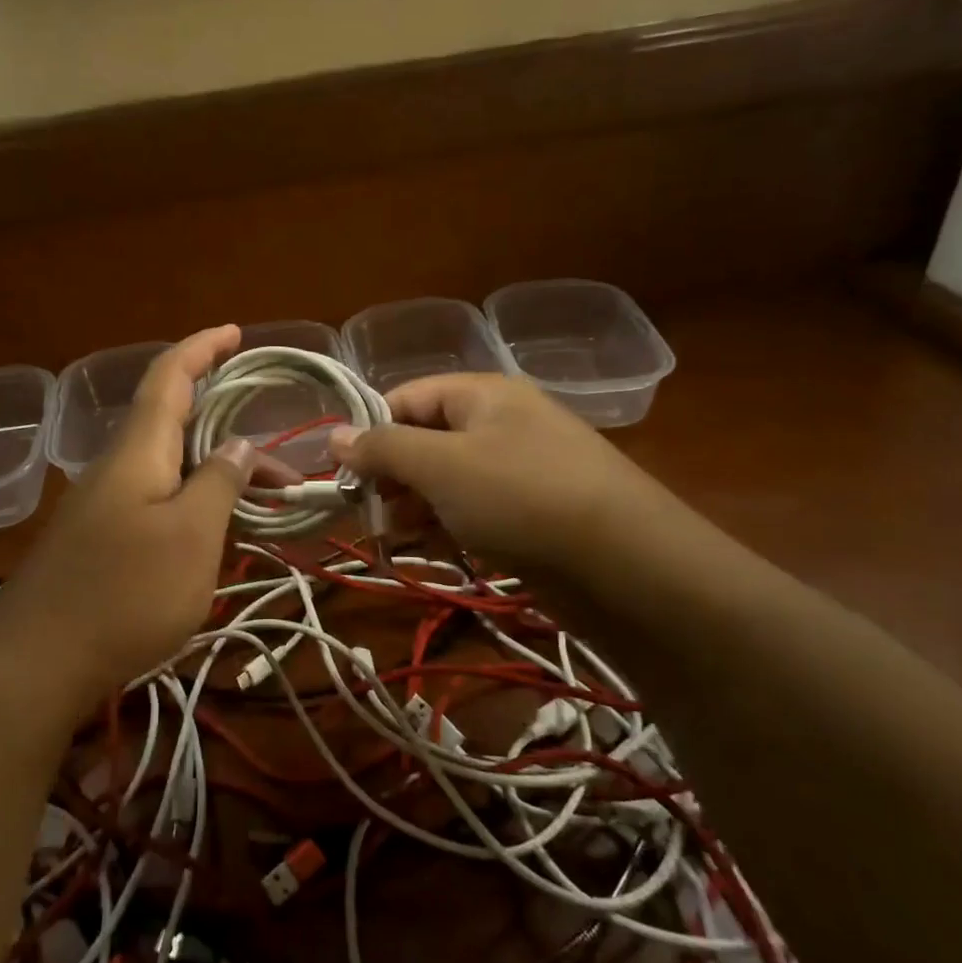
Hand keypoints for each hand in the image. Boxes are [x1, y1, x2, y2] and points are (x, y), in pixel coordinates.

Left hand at [0, 327, 257, 710]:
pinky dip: (196, 501)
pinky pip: (158, 500)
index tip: (235, 332)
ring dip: (215, 470)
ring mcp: (104, 505)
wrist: (37, 663)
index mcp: (138, 450)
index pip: (169, 376)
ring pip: (169, 466)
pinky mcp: (101, 540)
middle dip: (224, 422)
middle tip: (274, 447)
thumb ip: (219, 482)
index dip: (201, 348)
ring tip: (264, 497)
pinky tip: (217, 531)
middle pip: (171, 421)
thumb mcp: (191, 536)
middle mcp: (117, 466)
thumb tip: (239, 443)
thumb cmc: (124, 592)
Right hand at [328, 374, 658, 581]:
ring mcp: (519, 472)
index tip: (343, 477)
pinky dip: (450, 530)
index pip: (406, 399)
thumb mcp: (440, 466)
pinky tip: (439, 554)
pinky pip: (475, 512)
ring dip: (416, 510)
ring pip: (447, 482)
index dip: (371, 433)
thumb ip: (382, 448)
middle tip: (371, 518)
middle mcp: (501, 425)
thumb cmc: (521, 498)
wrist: (629, 567)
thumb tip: (332, 435)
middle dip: (392, 479)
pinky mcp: (532, 515)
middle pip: (424, 441)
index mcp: (482, 395)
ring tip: (398, 543)